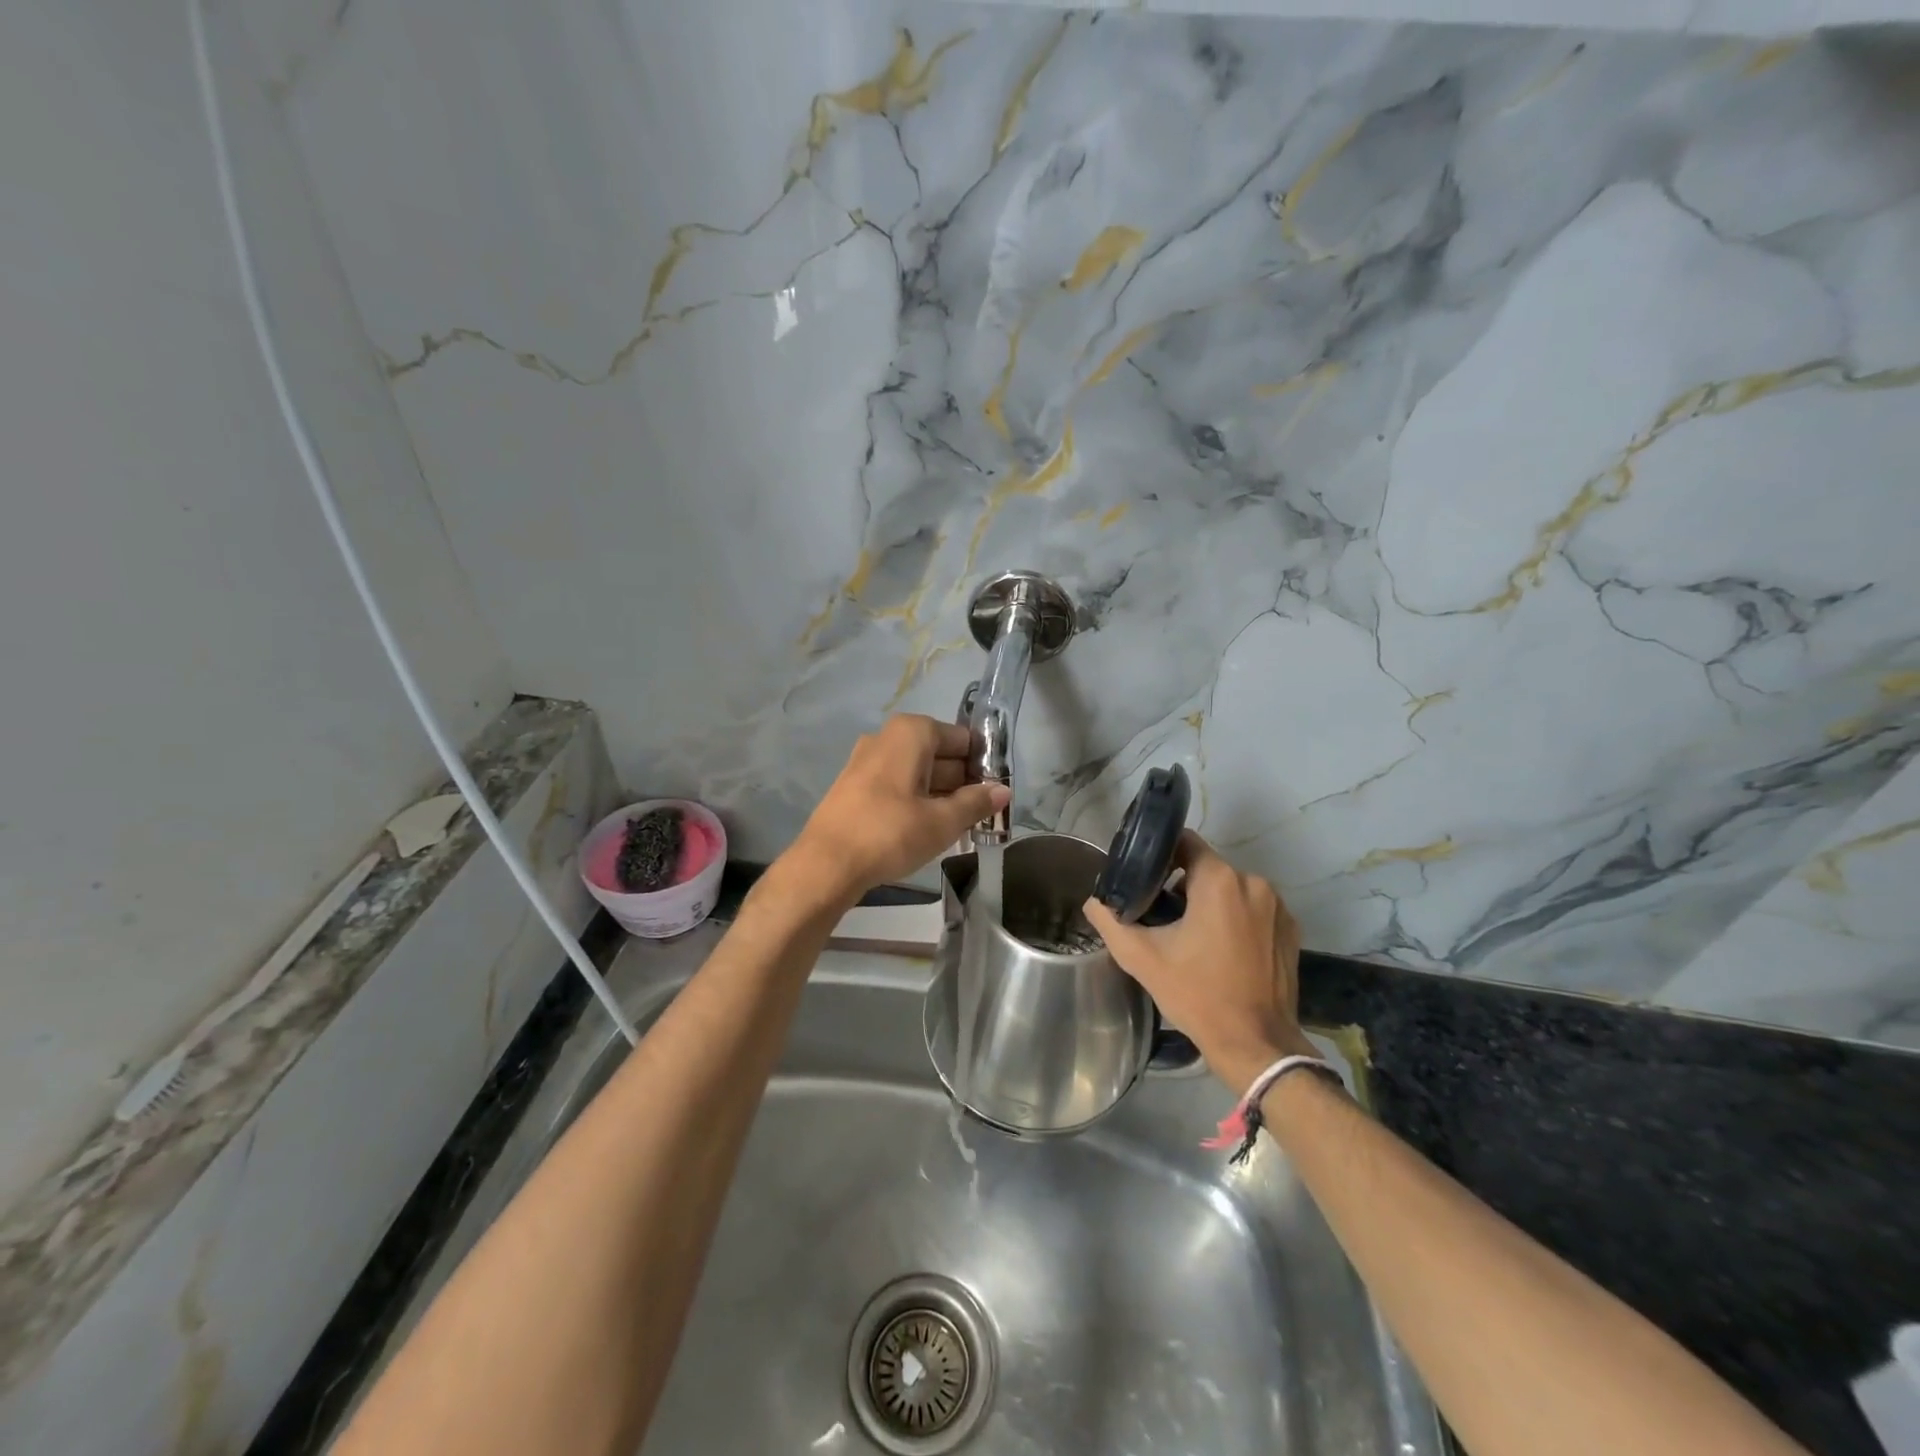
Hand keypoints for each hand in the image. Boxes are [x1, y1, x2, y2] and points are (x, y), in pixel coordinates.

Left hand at [784, 715, 1009, 908]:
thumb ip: (976, 803)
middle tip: (984, 814)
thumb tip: (1003, 791)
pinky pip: (897, 785)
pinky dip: (916, 800)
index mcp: (911, 733)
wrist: (825, 864)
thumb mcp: (942, 821)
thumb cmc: (890, 833)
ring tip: (962, 826)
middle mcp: (887, 737)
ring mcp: (866, 761)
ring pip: (917, 772)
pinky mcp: (855, 786)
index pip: (962, 738)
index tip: (997, 792)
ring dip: (941, 794)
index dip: (982, 764)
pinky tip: (928, 828)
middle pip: (939, 754)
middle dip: (963, 782)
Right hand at [1084, 830, 1314, 1092]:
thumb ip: (1110, 922)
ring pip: (1231, 889)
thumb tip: (1093, 902)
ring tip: (1189, 935)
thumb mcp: (1142, 958)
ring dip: (1210, 902)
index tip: (1143, 876)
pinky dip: (1235, 919)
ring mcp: (1277, 907)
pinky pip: (1254, 910)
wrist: (1255, 1044)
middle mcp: (1254, 883)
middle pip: (1207, 868)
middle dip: (1182, 885)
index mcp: (1219, 881)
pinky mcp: (1290, 930)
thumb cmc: (1197, 994)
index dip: (1160, 854)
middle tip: (1159, 913)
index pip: (1185, 842)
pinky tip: (1221, 949)